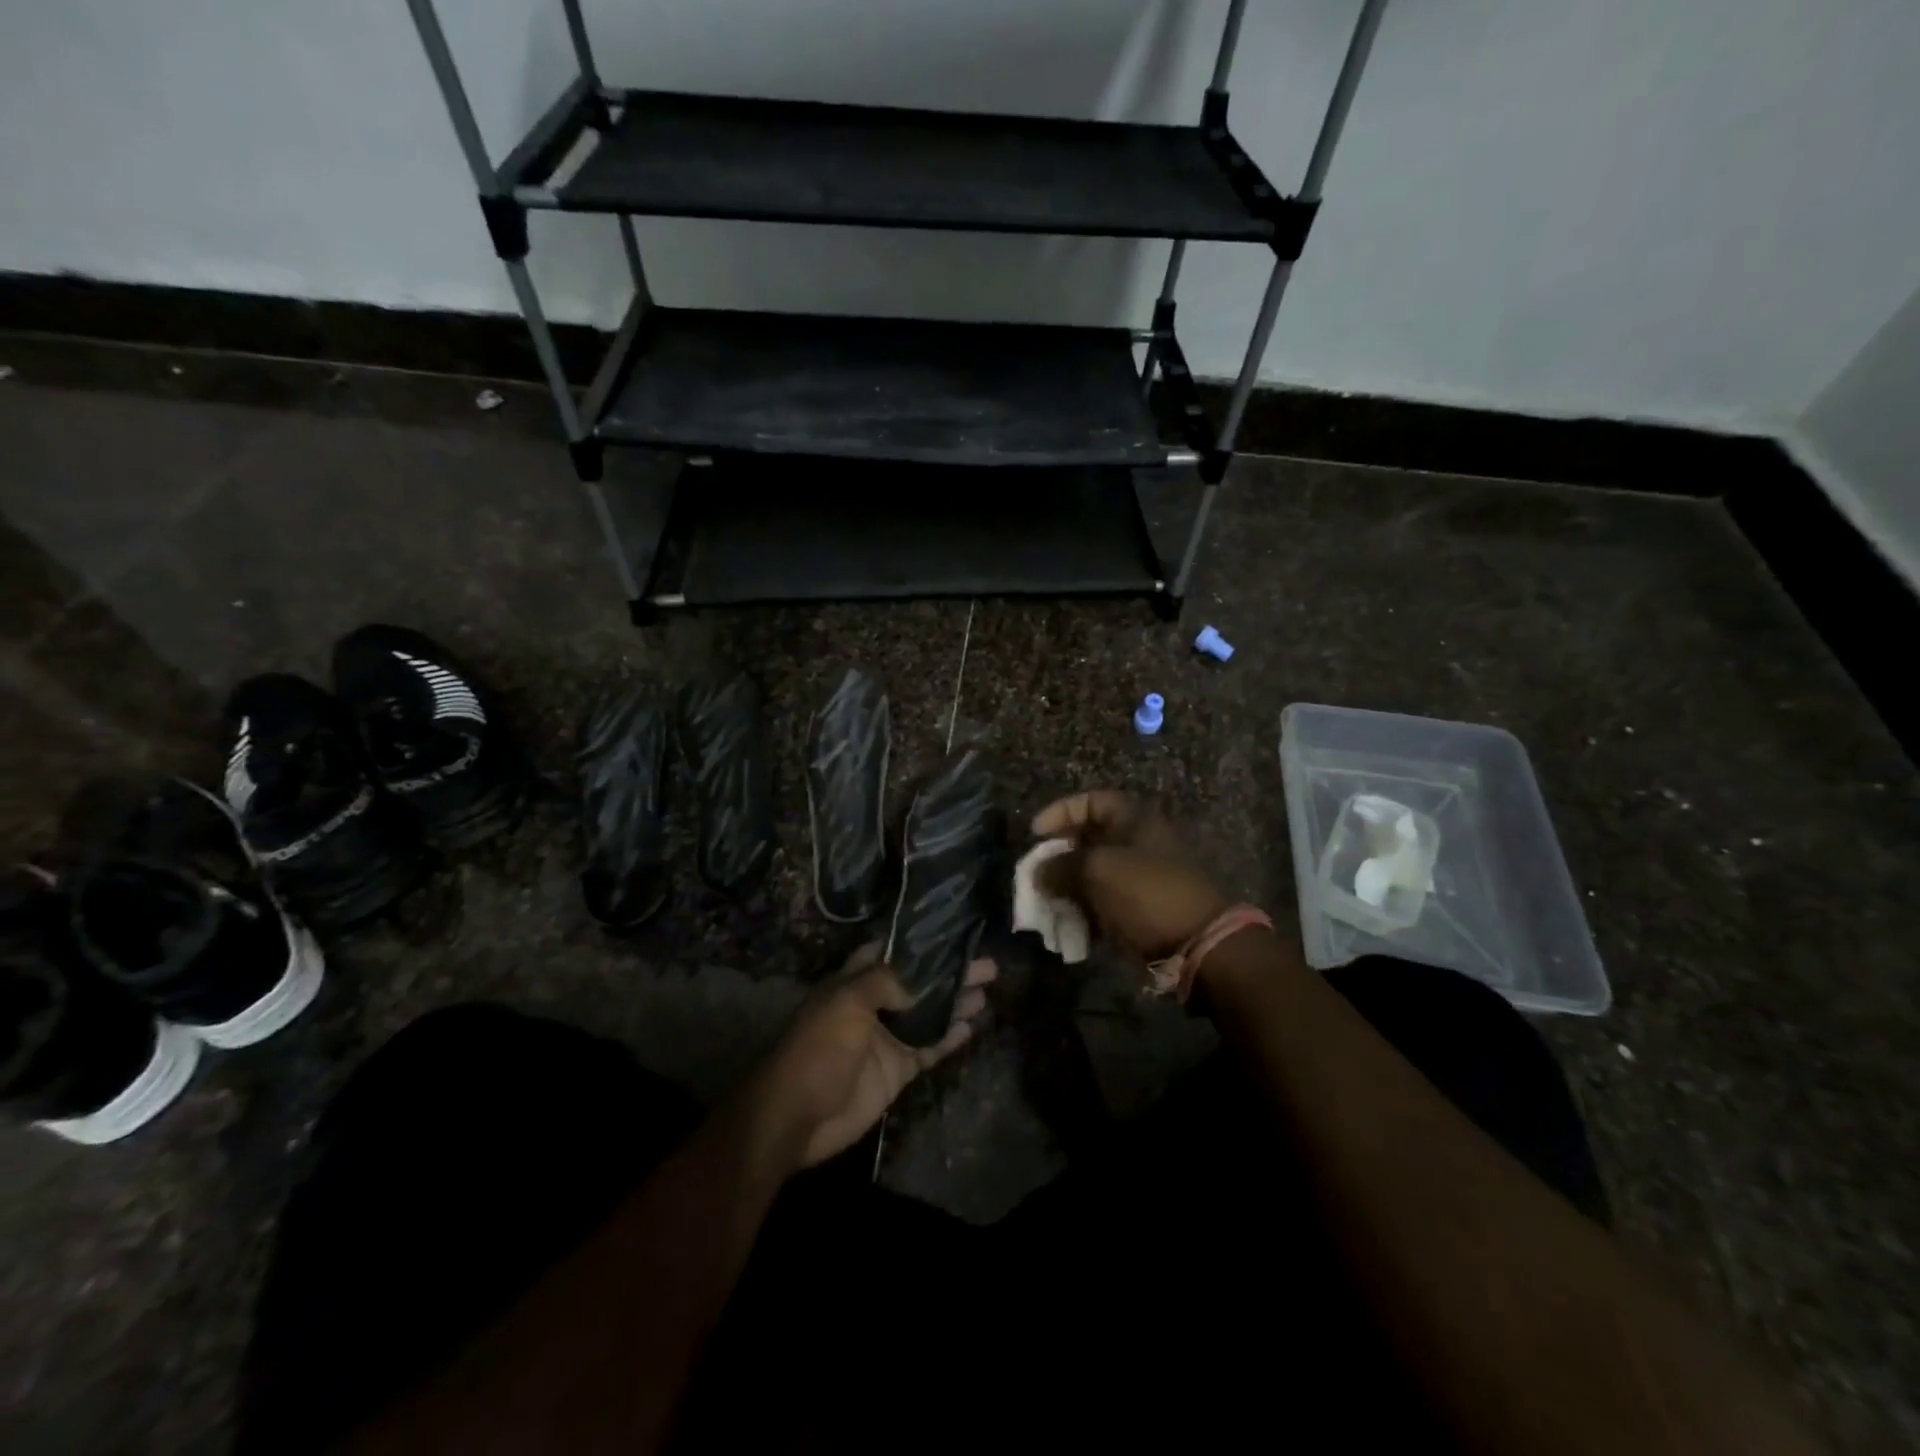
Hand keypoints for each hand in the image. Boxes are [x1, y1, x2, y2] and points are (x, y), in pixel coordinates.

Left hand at [752, 944, 994, 1167]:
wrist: (797, 1115)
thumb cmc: (818, 1047)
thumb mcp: (848, 1001)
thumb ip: (887, 982)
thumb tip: (924, 977)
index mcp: (854, 981)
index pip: (891, 952)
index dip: (919, 943)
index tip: (953, 932)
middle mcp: (873, 1004)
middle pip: (918, 983)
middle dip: (949, 973)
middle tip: (987, 964)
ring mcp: (886, 1039)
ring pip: (928, 1015)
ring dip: (955, 1003)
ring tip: (987, 991)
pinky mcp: (896, 1070)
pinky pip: (928, 1049)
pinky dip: (949, 1039)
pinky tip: (972, 1027)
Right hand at [1031, 790, 1229, 962]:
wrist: (1199, 944)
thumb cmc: (1146, 893)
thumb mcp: (1097, 871)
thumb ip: (1060, 866)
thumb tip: (1037, 872)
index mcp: (1135, 819)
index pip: (1091, 801)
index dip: (1060, 812)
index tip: (1034, 834)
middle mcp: (1140, 842)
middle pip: (1090, 840)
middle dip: (1059, 857)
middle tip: (1037, 874)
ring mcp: (1143, 877)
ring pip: (1094, 875)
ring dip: (1068, 889)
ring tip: (1047, 906)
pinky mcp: (1143, 909)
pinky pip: (1105, 904)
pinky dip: (1085, 912)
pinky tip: (1068, 927)